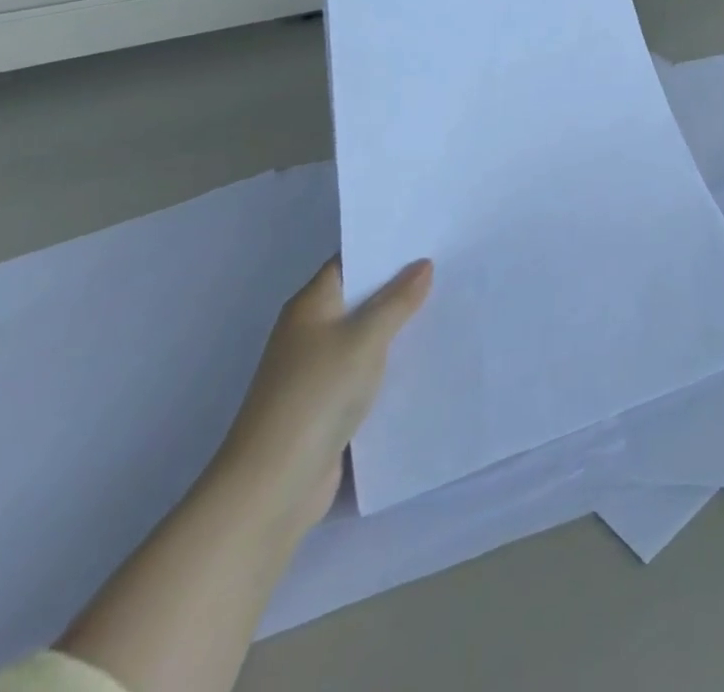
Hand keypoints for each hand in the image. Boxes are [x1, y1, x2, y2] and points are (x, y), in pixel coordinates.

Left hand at [214, 257, 433, 534]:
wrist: (273, 486)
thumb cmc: (316, 395)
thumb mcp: (365, 338)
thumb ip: (397, 300)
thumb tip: (422, 264)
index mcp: (311, 305)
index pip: (351, 262)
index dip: (386, 249)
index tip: (429, 237)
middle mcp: (310, 331)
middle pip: (360, 298)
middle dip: (401, 287)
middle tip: (450, 268)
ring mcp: (317, 371)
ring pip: (366, 336)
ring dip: (399, 328)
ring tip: (449, 307)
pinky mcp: (327, 405)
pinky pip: (366, 371)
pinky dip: (391, 364)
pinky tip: (426, 359)